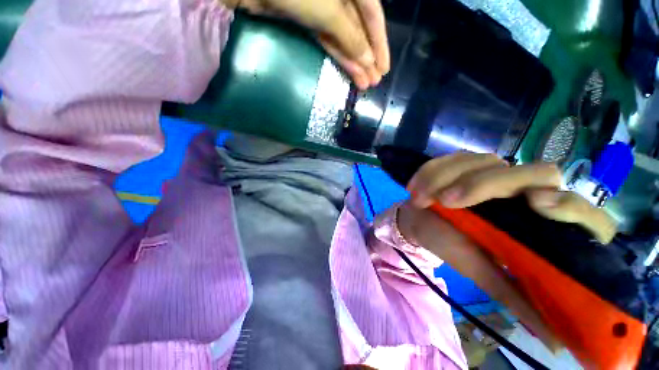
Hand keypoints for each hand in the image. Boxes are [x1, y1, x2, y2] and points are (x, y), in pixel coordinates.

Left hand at [221, 0, 389, 89]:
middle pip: (359, 30)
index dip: (380, 43)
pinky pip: (330, 41)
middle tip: (374, 82)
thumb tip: (368, 60)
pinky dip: (340, 57)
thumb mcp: (330, 11)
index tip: (384, 68)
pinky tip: (350, 73)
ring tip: (364, 84)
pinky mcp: (310, 22)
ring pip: (345, 40)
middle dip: (367, 57)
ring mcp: (324, 10)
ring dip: (355, 63)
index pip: (373, 15)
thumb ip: (351, 37)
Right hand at [397, 152, 616, 350]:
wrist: (420, 221)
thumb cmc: (451, 246)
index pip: (580, 208)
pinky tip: (414, 188)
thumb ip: (518, 298)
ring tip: (419, 199)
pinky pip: (449, 158)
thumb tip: (557, 343)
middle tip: (448, 201)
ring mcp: (492, 170)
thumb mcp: (483, 272)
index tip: (536, 204)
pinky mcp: (463, 162)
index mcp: (538, 222)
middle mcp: (523, 190)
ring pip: (482, 161)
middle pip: (535, 172)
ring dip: (443, 179)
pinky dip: (428, 172)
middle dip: (485, 184)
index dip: (569, 205)